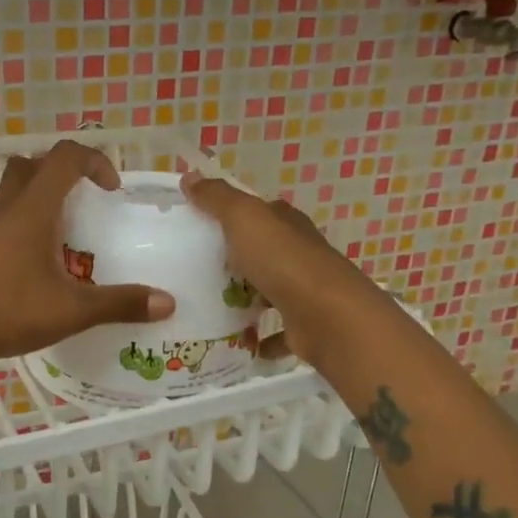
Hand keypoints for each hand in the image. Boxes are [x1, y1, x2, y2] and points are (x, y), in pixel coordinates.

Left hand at [0, 141, 174, 374]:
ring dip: (42, 198)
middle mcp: (8, 209)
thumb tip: (168, 302)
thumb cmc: (7, 310)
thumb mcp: (72, 310)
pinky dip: (27, 225)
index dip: (94, 161)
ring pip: (15, 192)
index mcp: (33, 209)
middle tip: (86, 201)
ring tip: (67, 234)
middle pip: (33, 166)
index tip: (112, 189)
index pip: (65, 158)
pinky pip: (6, 220)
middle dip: (64, 173)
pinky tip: (40, 263)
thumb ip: (120, 303)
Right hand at [180, 171, 371, 368]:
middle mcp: (298, 254)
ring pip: (266, 291)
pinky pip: (273, 331)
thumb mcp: (244, 218)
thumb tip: (190, 176)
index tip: (197, 226)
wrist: (327, 316)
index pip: (258, 212)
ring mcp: (302, 291)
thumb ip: (217, 198)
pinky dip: (257, 337)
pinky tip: (234, 341)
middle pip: (260, 252)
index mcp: (286, 224)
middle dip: (232, 260)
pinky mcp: (301, 325)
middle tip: (191, 271)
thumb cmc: (283, 261)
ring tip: (205, 307)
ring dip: (243, 299)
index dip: (230, 215)